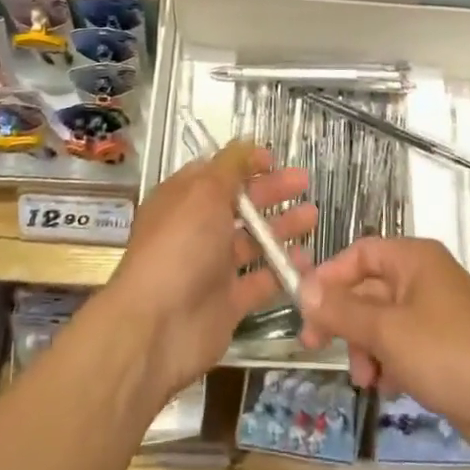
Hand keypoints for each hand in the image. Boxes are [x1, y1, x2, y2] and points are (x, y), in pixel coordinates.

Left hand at [107, 142, 314, 405]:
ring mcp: (213, 266)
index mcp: (184, 198)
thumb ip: (230, 167)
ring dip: (282, 227)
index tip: (275, 160)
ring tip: (312, 217)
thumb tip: (246, 141)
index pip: (217, 172)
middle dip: (272, 191)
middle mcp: (197, 229)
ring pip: (253, 240)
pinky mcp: (228, 301)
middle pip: (240, 204)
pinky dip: (282, 269)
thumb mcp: (203, 192)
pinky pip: (261, 280)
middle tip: (304, 183)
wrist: (157, 327)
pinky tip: (307, 260)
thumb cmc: (180, 247)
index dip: (245, 164)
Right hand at [299, 237, 469, 468]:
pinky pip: (404, 346)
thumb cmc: (447, 354)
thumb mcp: (386, 331)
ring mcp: (437, 314)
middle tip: (315, 347)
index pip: (360, 254)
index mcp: (414, 258)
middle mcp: (425, 278)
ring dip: (367, 348)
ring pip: (384, 322)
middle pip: (370, 289)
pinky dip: (390, 363)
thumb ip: (342, 310)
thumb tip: (302, 288)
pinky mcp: (446, 348)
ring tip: (366, 379)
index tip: (305, 308)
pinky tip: (388, 388)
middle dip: (346, 320)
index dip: (330, 277)